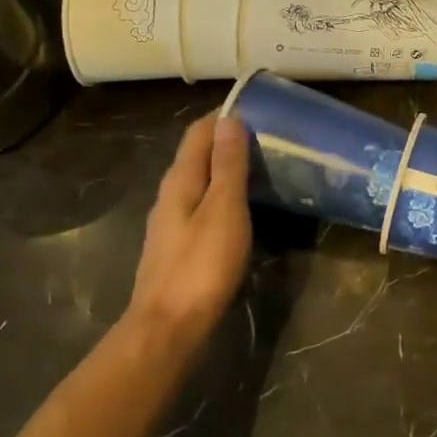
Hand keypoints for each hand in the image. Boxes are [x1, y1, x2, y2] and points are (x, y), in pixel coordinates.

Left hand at [127, 114, 251, 351]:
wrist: (169, 327)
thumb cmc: (201, 265)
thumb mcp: (224, 210)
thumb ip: (228, 166)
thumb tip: (230, 120)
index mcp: (180, 180)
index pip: (198, 132)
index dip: (224, 116)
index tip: (258, 109)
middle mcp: (170, 195)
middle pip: (197, 156)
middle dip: (227, 140)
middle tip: (267, 138)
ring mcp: (170, 223)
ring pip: (199, 182)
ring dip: (225, 170)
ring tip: (261, 169)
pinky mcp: (177, 247)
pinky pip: (201, 206)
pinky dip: (222, 196)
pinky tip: (241, 210)